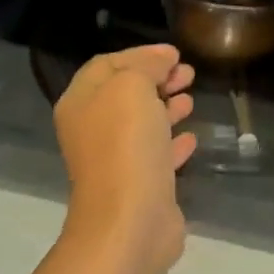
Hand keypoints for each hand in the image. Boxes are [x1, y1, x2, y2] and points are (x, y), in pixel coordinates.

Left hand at [54, 44, 196, 266]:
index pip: (107, 65)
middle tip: (187, 73)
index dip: (140, 54)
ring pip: (141, 125)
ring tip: (191, 98)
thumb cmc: (125, 145)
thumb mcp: (132, 87)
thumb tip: (162, 61)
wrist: (130, 220)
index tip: (175, 53)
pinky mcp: (138, 186)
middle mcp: (92, 130)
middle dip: (156, 79)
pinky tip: (192, 137)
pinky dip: (172, 142)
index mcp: (81, 102)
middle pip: (125, 94)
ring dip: (166, 108)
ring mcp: (114, 161)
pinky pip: (155, 156)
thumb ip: (145, 66)